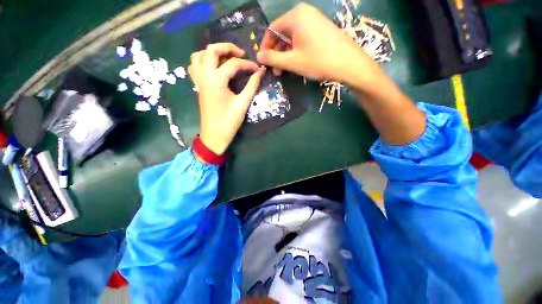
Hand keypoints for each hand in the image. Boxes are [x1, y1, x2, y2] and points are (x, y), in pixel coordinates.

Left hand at [188, 43, 264, 154]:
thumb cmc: (228, 121)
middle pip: (211, 50)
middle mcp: (204, 76)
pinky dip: (202, 61)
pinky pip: (194, 66)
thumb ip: (252, 84)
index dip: (248, 64)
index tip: (257, 70)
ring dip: (211, 52)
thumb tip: (261, 71)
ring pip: (198, 55)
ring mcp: (198, 80)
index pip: (233, 63)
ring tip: (225, 57)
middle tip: (240, 54)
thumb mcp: (243, 102)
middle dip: (227, 47)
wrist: (213, 136)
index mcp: (216, 80)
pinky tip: (214, 66)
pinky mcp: (197, 84)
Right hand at [257, 3, 383, 90]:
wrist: (354, 65)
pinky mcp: (325, 24)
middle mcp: (305, 12)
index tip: (265, 61)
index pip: (271, 30)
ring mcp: (317, 17)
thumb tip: (258, 56)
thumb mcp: (292, 61)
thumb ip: (271, 57)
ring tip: (288, 67)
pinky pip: (306, 33)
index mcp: (295, 15)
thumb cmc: (321, 61)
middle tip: (277, 68)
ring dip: (288, 50)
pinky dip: (300, 45)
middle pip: (283, 31)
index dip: (266, 47)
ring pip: (294, 34)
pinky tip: (301, 59)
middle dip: (278, 51)